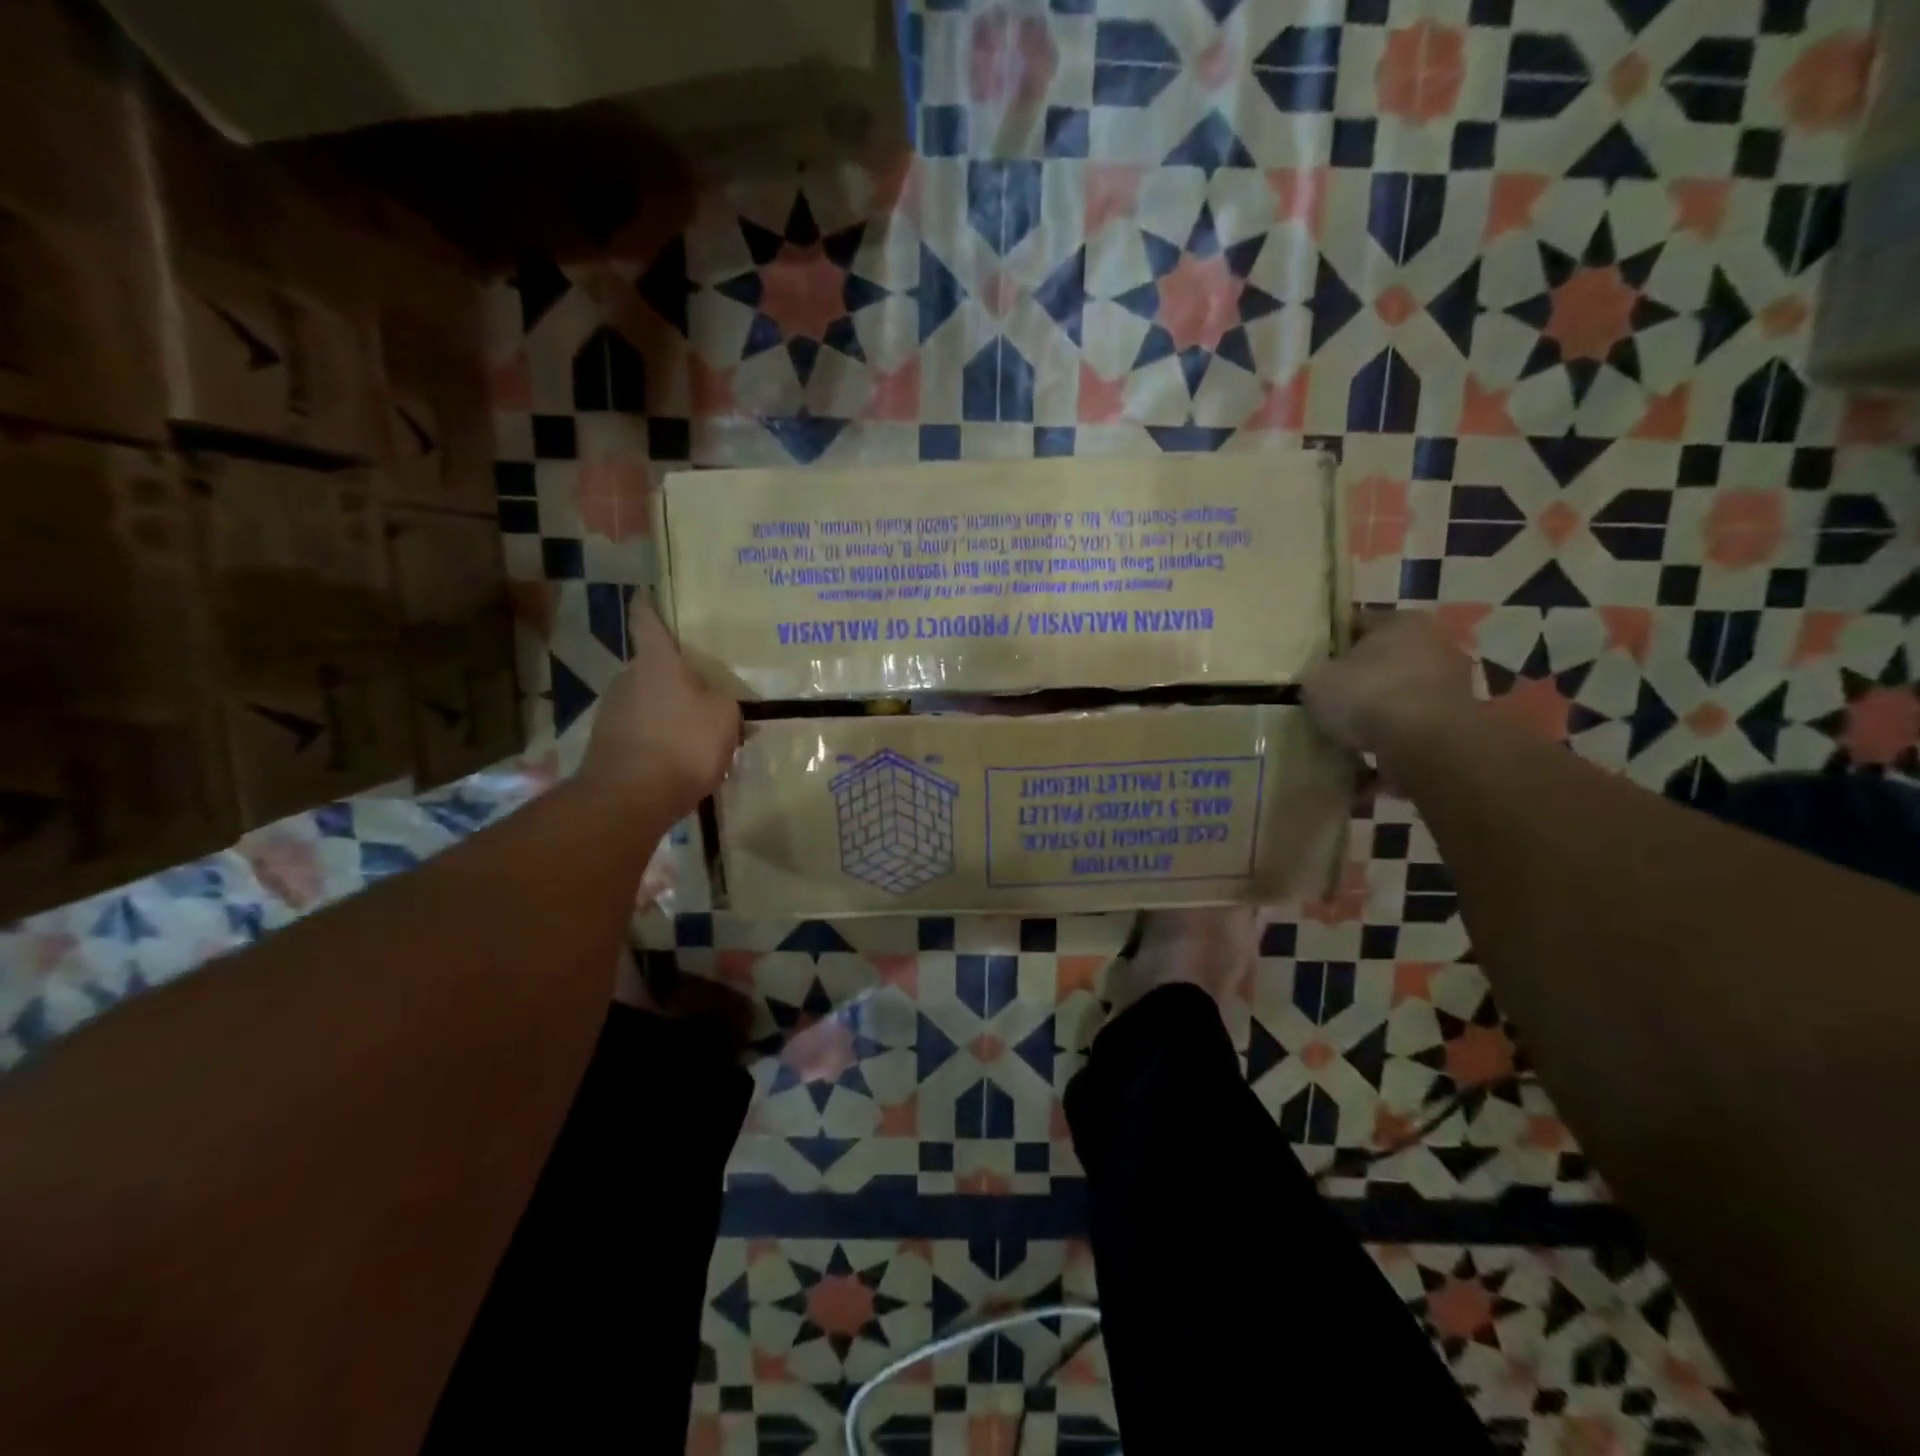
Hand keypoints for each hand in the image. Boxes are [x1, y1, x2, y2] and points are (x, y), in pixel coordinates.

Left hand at [580, 603, 740, 817]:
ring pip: (648, 703)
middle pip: (652, 668)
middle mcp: (627, 680)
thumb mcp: (724, 718)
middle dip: (675, 676)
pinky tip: (681, 762)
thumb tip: (719, 700)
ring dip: (670, 712)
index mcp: (656, 663)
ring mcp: (612, 714)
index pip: (647, 622)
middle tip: (705, 688)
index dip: (649, 607)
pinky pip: (642, 733)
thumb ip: (725, 702)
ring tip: (699, 732)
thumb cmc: (682, 744)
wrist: (629, 799)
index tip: (647, 594)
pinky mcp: (607, 746)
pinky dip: (660, 740)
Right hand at [1303, 611, 1474, 756]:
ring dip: (1380, 709)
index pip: (1360, 624)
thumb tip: (1321, 680)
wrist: (1425, 744)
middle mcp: (1435, 643)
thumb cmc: (1368, 695)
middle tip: (1332, 699)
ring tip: (1349, 731)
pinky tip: (1370, 753)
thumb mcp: (1317, 680)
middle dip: (1362, 677)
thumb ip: (1318, 674)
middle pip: (1386, 658)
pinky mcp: (1458, 721)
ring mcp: (1453, 683)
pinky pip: (1413, 725)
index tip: (1315, 665)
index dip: (1333, 644)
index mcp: (1402, 621)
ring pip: (1402, 692)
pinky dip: (1395, 736)